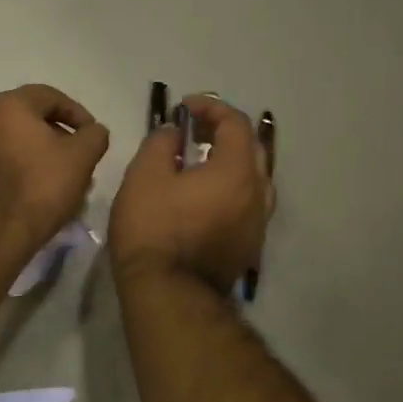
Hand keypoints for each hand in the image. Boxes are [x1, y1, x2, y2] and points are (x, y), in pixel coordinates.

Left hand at [0, 85, 110, 258]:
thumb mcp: (81, 157)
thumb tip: (94, 131)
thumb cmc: (40, 185)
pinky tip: (44, 194)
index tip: (94, 136)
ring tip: (67, 182)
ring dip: (46, 157)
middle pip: (33, 121)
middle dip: (62, 139)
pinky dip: (27, 172)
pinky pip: (6, 164)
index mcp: (10, 105)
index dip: (78, 114)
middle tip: (83, 160)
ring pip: (20, 145)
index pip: (51, 97)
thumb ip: (95, 136)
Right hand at [110, 95, 272, 293]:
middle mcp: (257, 193)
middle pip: (252, 148)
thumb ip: (162, 142)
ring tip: (200, 161)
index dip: (210, 107)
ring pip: (254, 179)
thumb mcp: (145, 176)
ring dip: (230, 161)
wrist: (168, 293)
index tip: (183, 107)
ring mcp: (257, 223)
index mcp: (237, 171)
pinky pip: (247, 204)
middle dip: (224, 131)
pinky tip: (204, 196)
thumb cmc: (153, 229)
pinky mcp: (249, 246)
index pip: (236, 123)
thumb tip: (175, 131)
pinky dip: (230, 188)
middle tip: (194, 130)